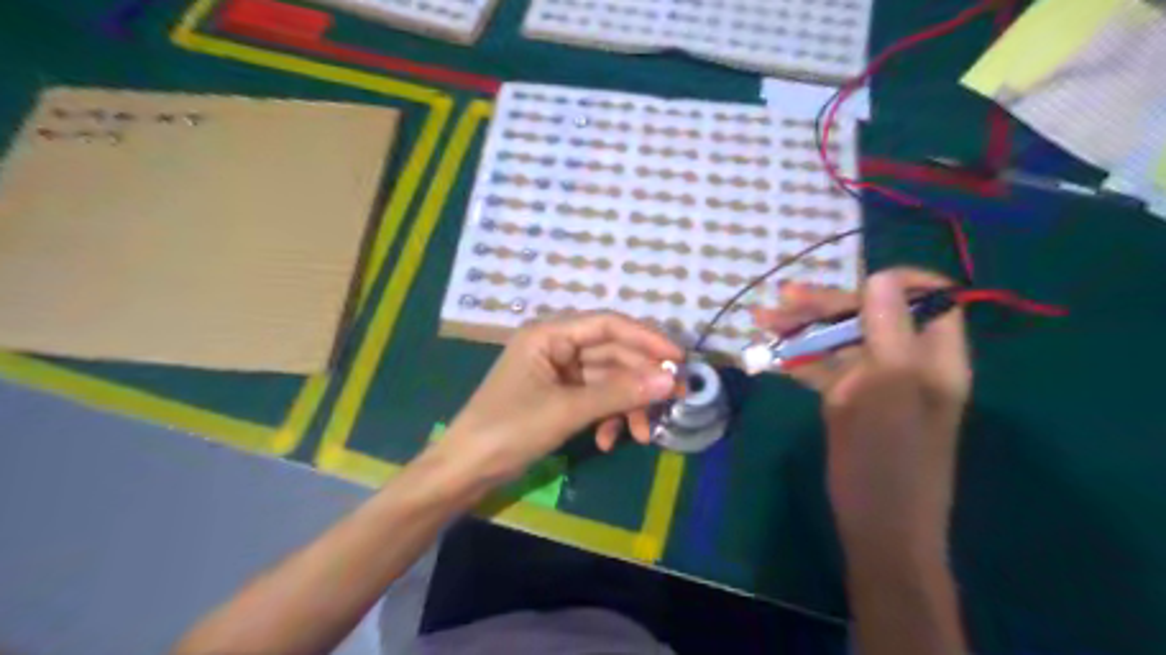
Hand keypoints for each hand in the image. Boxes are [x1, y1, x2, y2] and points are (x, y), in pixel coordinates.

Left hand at [427, 311, 684, 491]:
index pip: (608, 324)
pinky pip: (594, 399)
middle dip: (641, 380)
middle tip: (674, 402)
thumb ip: (620, 393)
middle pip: (612, 354)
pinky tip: (608, 441)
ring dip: (626, 405)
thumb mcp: (567, 410)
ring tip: (641, 435)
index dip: (647, 338)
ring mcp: (557, 373)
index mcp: (549, 335)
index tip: (679, 359)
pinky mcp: (558, 397)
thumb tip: (670, 380)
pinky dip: (606, 417)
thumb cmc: (509, 429)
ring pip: (606, 380)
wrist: (466, 471)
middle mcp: (555, 347)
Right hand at [752, 268, 971, 549]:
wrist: (877, 524)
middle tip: (781, 302)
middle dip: (826, 304)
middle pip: (869, 314)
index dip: (893, 282)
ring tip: (762, 319)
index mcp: (932, 355)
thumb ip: (889, 331)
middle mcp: (905, 360)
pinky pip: (823, 366)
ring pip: (839, 338)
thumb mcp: (890, 389)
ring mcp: (874, 380)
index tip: (852, 283)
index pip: (928, 297)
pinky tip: (770, 351)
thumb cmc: (890, 460)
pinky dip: (797, 356)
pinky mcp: (848, 398)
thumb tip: (881, 276)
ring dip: (802, 327)